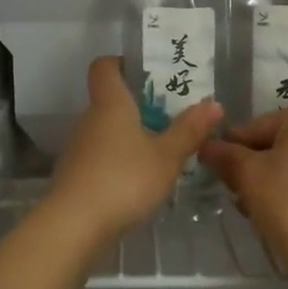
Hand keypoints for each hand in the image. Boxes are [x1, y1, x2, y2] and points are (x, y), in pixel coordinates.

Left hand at [47, 58, 221, 246]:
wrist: (73, 225)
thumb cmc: (124, 179)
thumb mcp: (166, 156)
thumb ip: (189, 130)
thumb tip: (213, 102)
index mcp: (111, 104)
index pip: (105, 66)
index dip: (122, 63)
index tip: (147, 73)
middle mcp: (89, 119)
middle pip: (110, 101)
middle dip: (138, 107)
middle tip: (171, 118)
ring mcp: (78, 148)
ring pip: (106, 131)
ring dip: (129, 137)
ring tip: (160, 153)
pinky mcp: (75, 175)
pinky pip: (100, 157)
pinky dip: (118, 162)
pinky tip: (138, 182)